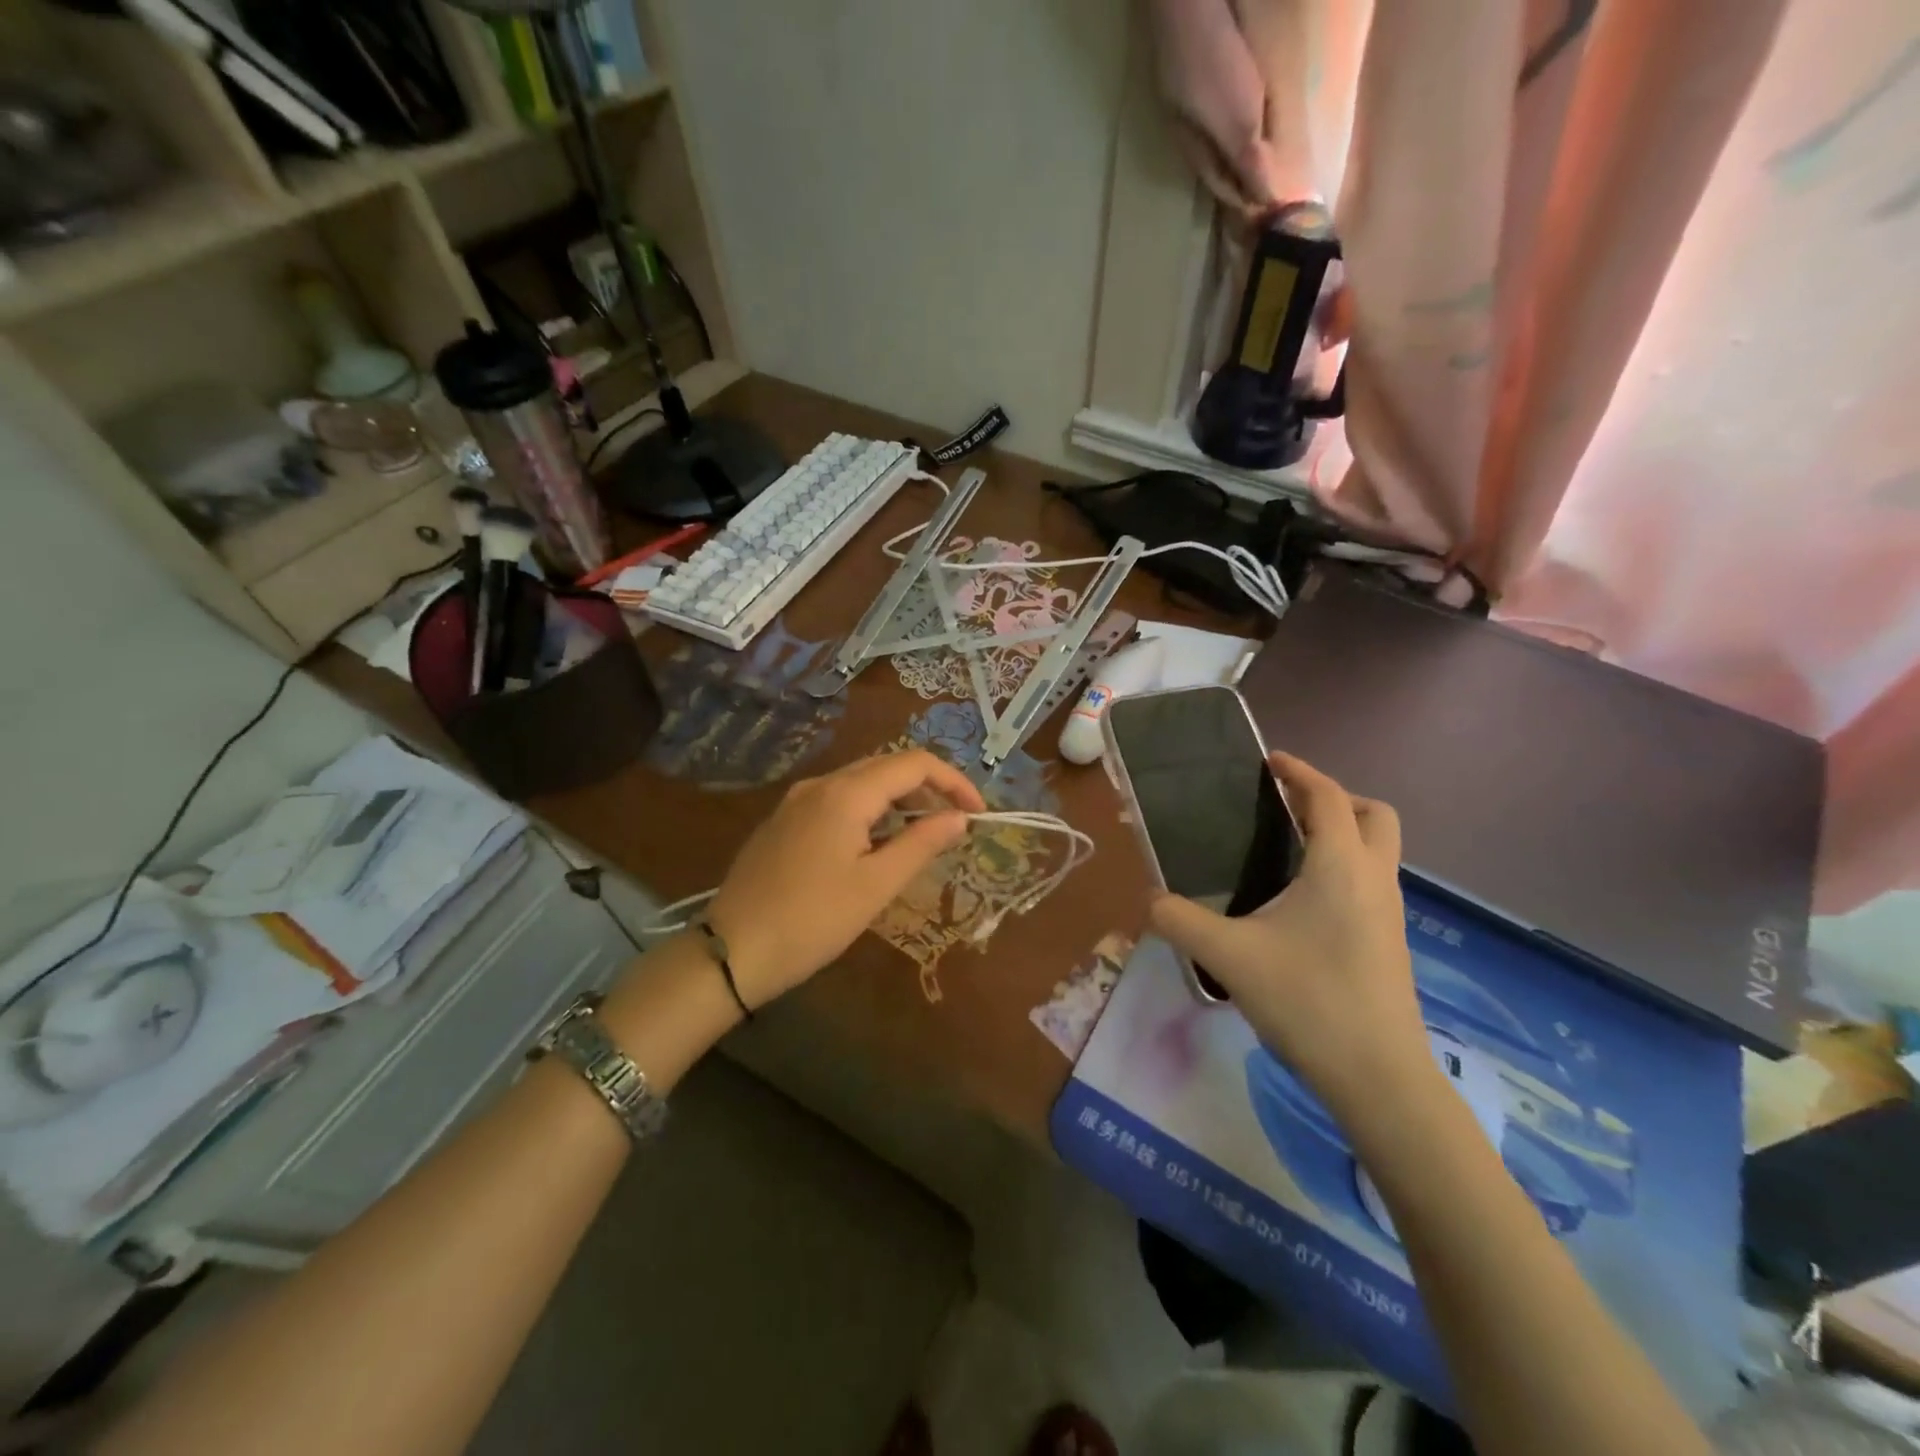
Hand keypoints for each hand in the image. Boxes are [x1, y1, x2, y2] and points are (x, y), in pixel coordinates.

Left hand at [705, 751, 986, 1008]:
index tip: (978, 813)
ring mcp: (796, 800)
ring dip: (898, 801)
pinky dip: (869, 812)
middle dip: (927, 789)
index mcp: (846, 793)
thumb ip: (922, 844)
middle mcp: (820, 784)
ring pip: (860, 783)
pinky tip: (875, 845)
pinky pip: (837, 800)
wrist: (731, 951)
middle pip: (886, 767)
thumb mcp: (876, 885)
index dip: (953, 782)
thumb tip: (959, 818)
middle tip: (954, 825)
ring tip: (921, 837)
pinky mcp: (784, 821)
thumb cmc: (812, 920)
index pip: (913, 764)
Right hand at [1150, 754, 1428, 1123]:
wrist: (1379, 1077)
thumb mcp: (1228, 957)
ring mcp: (1390, 913)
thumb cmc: (1307, 1000)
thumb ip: (1179, 921)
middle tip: (1287, 807)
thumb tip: (1148, 901)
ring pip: (1379, 850)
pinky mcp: (1391, 942)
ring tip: (1288, 849)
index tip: (1268, 761)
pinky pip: (1372, 882)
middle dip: (1334, 799)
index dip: (1299, 771)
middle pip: (1373, 815)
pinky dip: (1345, 868)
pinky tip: (1302, 902)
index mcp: (1340, 866)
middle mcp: (1374, 879)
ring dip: (1342, 834)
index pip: (1327, 796)